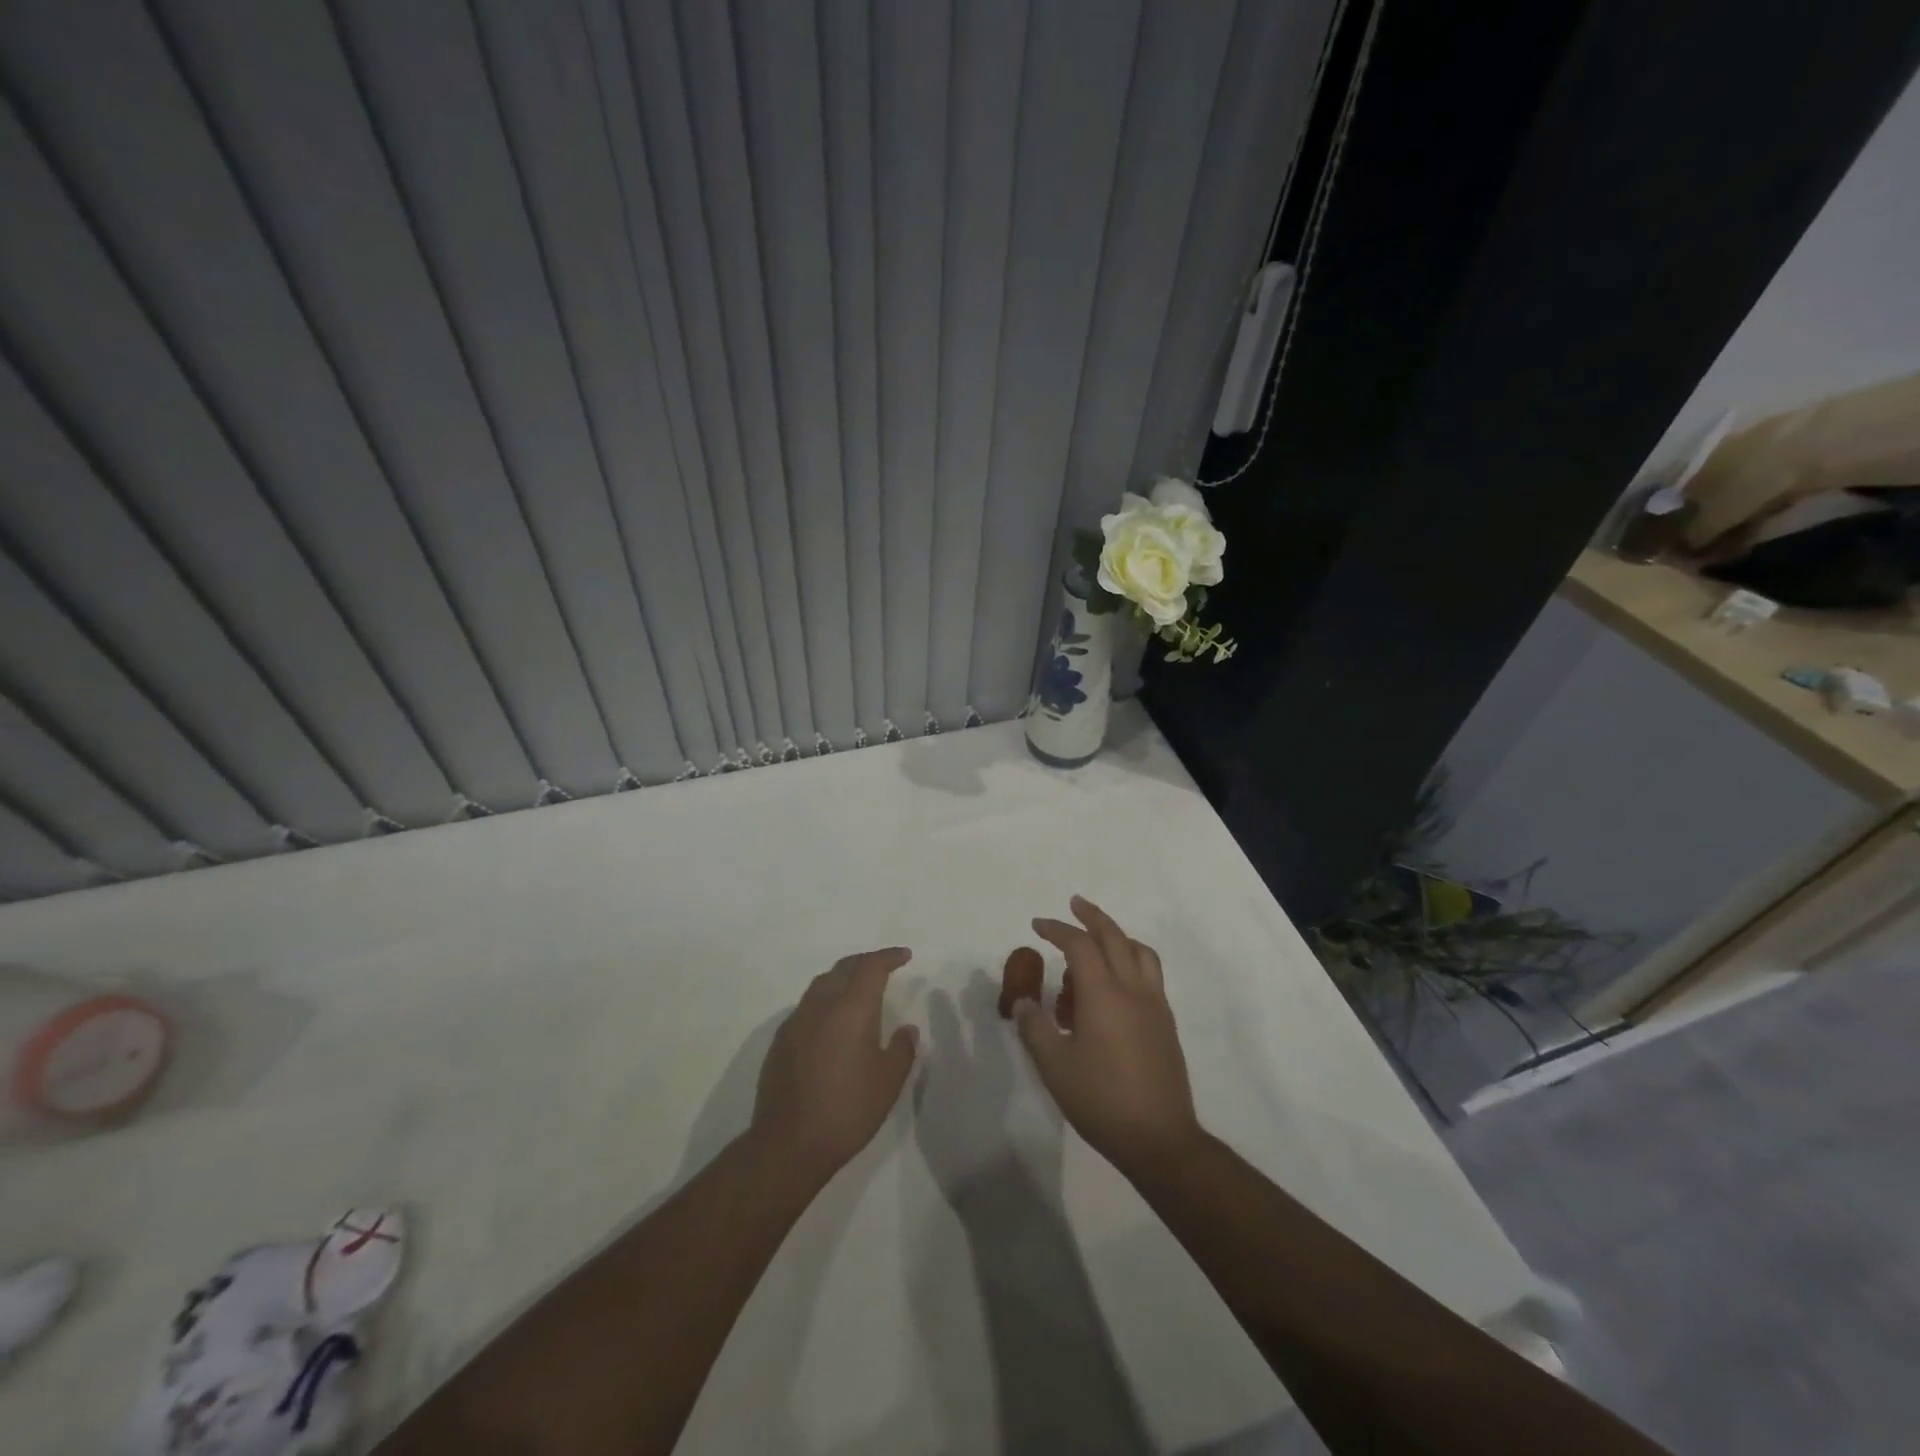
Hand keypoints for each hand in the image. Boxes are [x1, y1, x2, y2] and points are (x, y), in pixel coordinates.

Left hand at [750, 948, 918, 1186]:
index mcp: (851, 1009)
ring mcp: (796, 1021)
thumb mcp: (888, 1082)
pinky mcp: (781, 1040)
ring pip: (822, 984)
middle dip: (866, 962)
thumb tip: (906, 1029)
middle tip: (884, 967)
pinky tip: (832, 1021)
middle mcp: (821, 1005)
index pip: (871, 967)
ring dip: (843, 978)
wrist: (789, 1143)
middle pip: (844, 968)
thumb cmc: (847, 1110)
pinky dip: (825, 1001)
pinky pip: (807, 1006)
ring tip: (858, 989)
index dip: (888, 957)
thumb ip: (902, 1049)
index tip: (904, 955)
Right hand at [1013, 898, 1201, 1182]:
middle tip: (1074, 904)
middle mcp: (1133, 989)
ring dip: (1117, 936)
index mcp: (1104, 994)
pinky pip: (1149, 974)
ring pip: (1139, 952)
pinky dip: (1131, 960)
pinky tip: (1116, 982)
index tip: (1037, 925)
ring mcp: (1155, 1005)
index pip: (1080, 946)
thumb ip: (1035, 1027)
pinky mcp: (1166, 1023)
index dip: (1057, 930)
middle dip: (1092, 917)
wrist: (1160, 1139)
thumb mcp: (1054, 1066)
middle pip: (1115, 937)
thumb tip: (1023, 1001)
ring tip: (1097, 941)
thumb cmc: (1101, 1100)